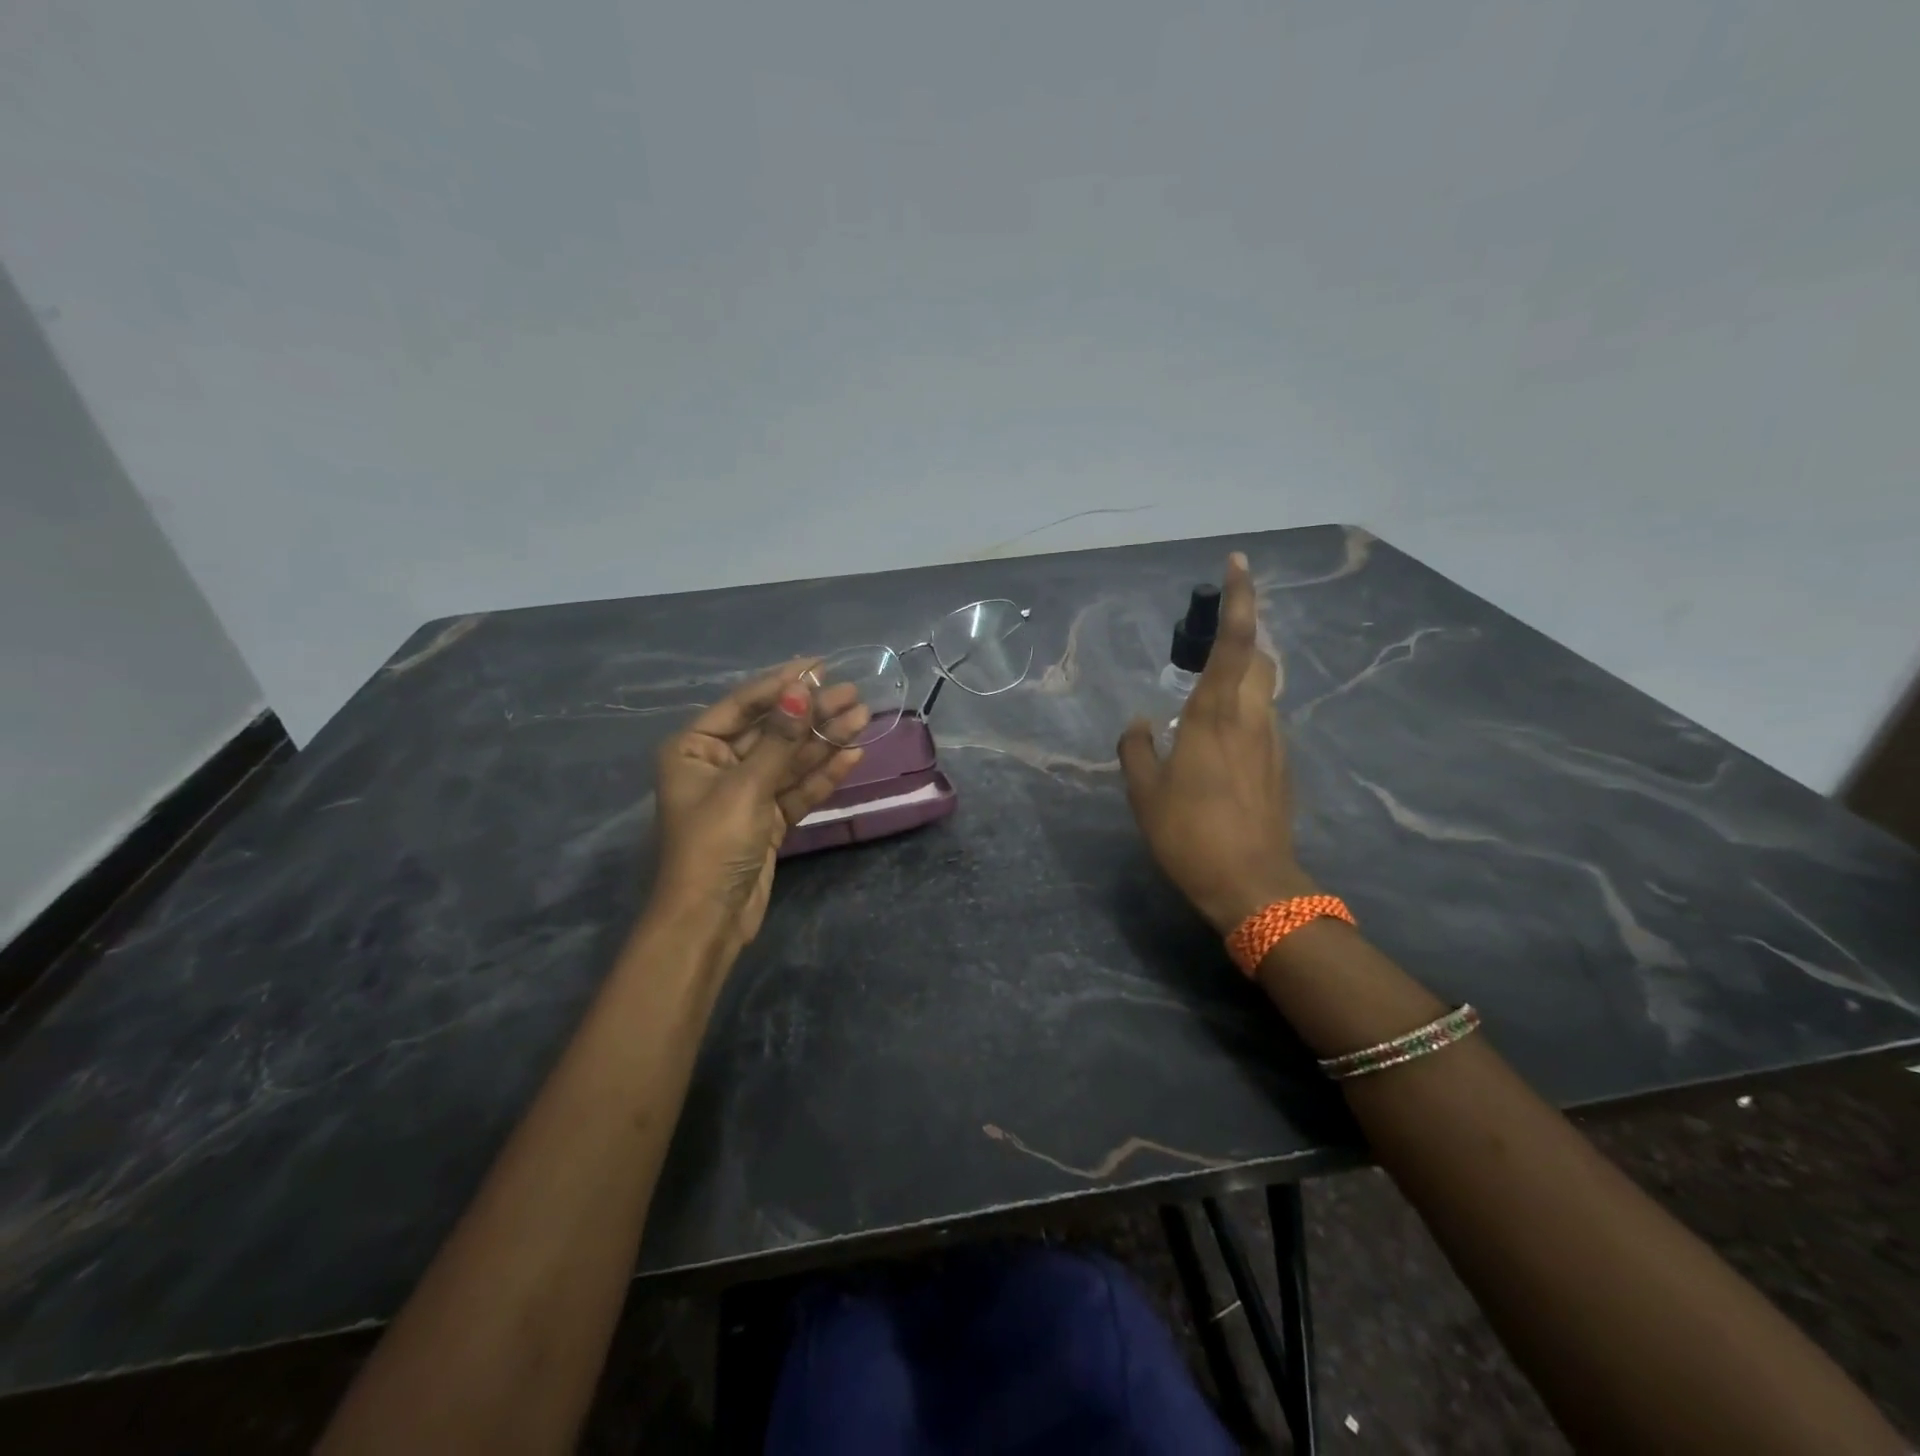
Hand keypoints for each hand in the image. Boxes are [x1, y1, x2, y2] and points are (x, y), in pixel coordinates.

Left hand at [651, 662, 868, 955]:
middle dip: (811, 713)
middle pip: (772, 730)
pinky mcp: (767, 820)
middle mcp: (718, 765)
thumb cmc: (714, 845)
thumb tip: (801, 691)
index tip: (820, 666)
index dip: (782, 684)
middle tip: (853, 694)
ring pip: (790, 759)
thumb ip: (778, 740)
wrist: (709, 920)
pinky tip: (852, 754)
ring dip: (824, 740)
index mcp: (694, 749)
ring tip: (862, 717)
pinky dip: (823, 774)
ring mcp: (745, 793)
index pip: (743, 705)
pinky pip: (797, 788)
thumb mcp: (746, 787)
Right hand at [1117, 552, 1316, 934]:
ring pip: (1263, 691)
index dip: (1240, 597)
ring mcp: (1273, 742)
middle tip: (1208, 643)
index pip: (1235, 640)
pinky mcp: (1282, 767)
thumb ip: (1136, 749)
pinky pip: (1262, 723)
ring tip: (1204, 701)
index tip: (1238, 561)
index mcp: (1216, 714)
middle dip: (1241, 637)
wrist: (1252, 885)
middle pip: (1259, 658)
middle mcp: (1253, 717)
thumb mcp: (1144, 792)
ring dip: (1240, 679)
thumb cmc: (1190, 834)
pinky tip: (1217, 746)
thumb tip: (1139, 723)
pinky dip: (1242, 715)